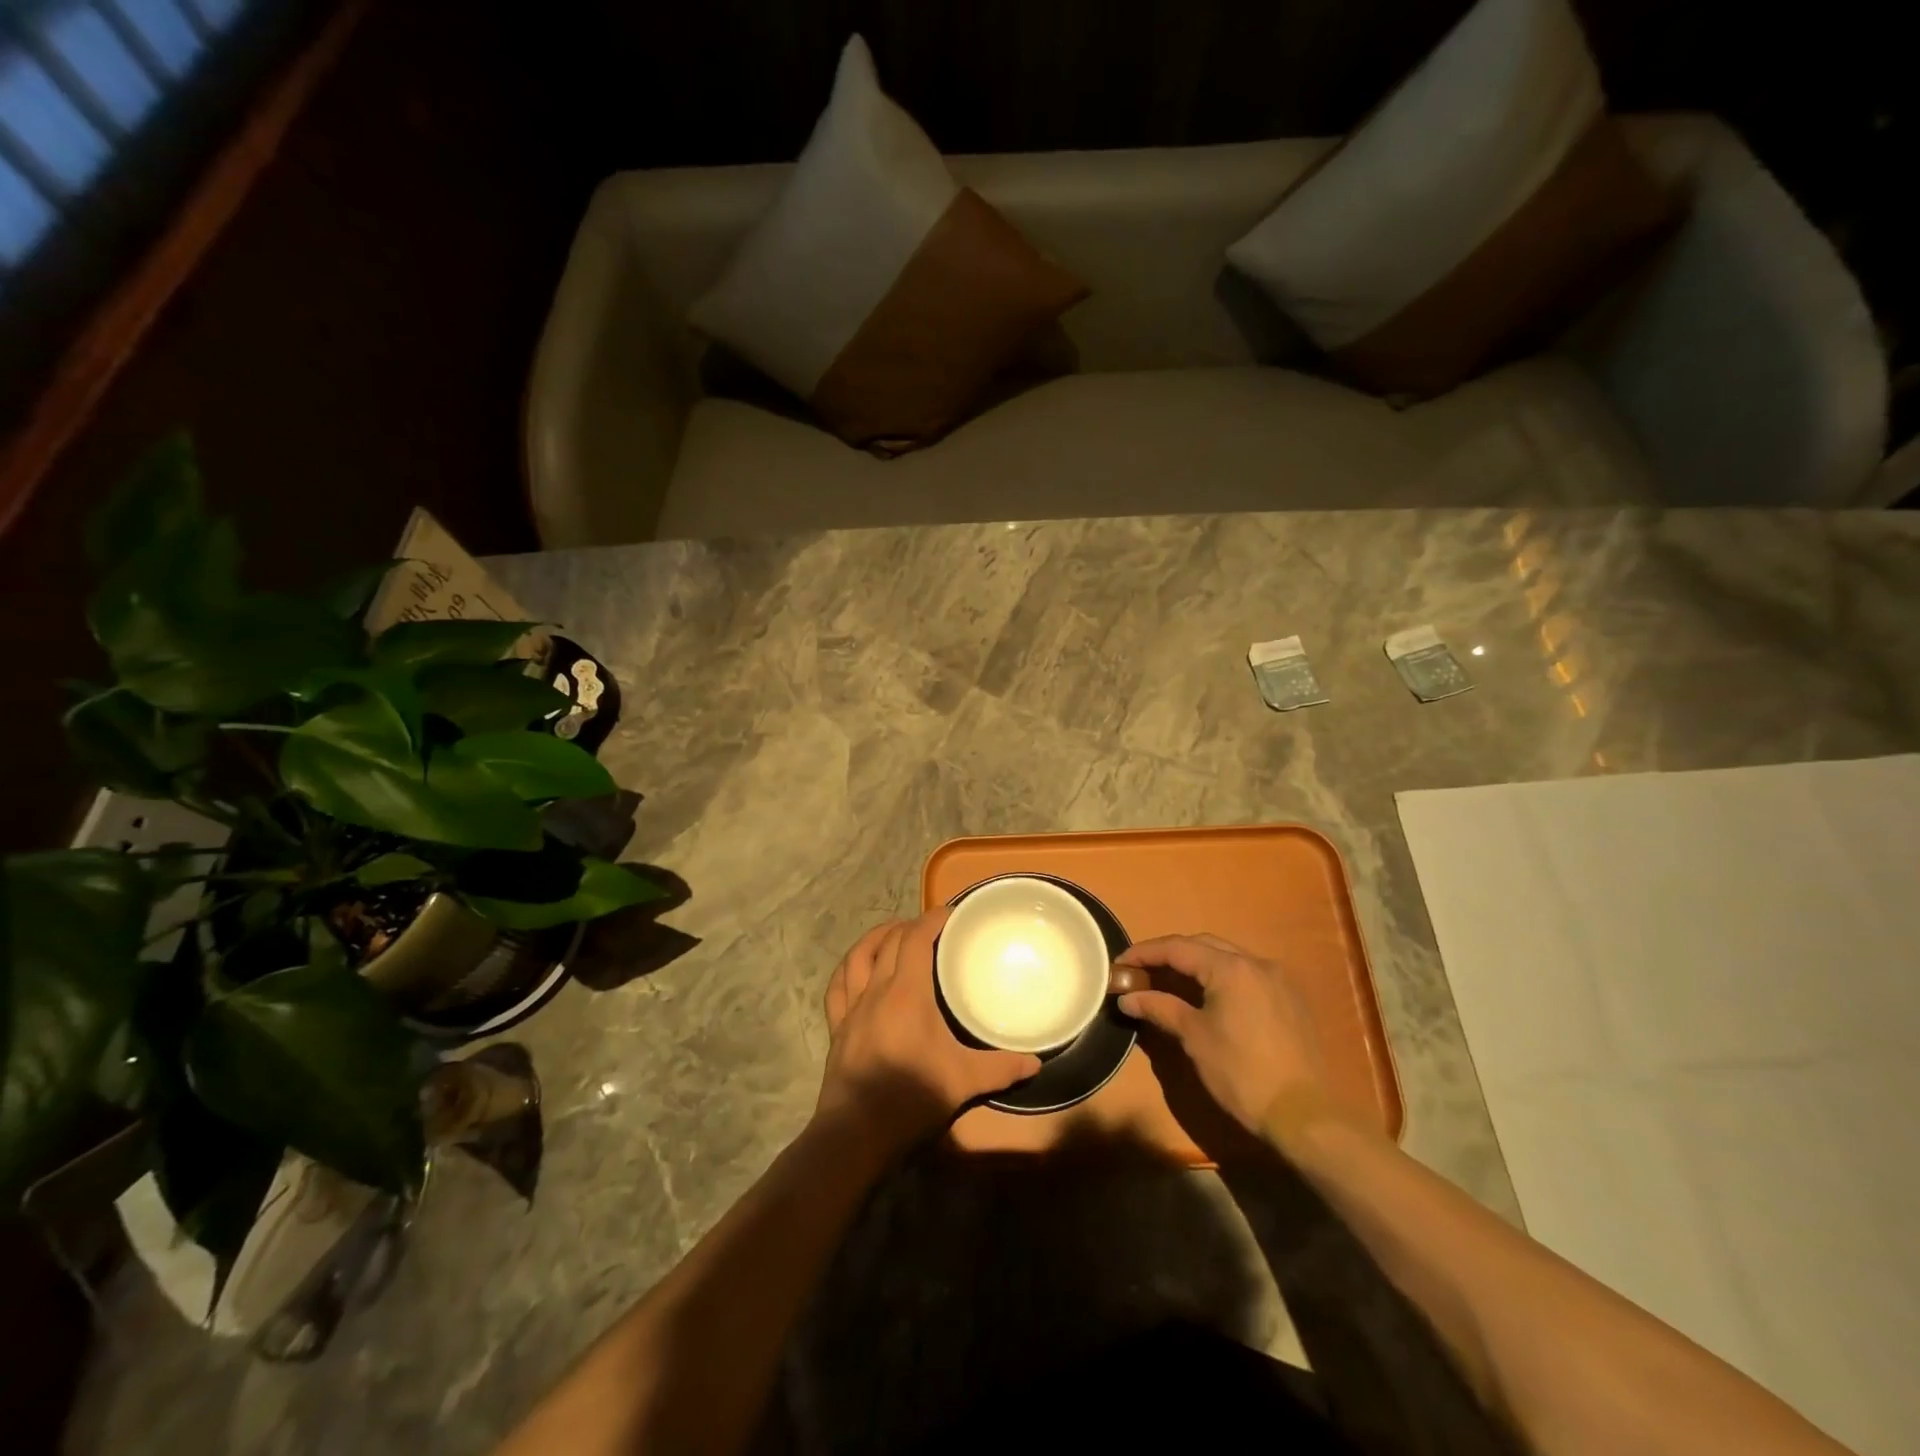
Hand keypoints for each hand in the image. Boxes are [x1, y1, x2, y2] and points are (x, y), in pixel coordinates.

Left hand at [816, 909, 1040, 1157]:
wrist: (857, 1133)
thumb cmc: (911, 1098)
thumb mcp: (964, 1082)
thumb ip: (1001, 1068)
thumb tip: (1036, 1063)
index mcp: (907, 992)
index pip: (917, 938)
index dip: (933, 919)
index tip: (953, 914)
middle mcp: (876, 990)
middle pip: (890, 941)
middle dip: (911, 926)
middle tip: (933, 928)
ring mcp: (852, 1008)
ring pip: (858, 956)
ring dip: (876, 938)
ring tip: (893, 933)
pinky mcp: (837, 1027)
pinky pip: (837, 987)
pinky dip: (848, 969)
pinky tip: (856, 969)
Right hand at [1110, 933, 1330, 1138]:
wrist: (1304, 1115)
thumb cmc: (1242, 1073)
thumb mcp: (1194, 1038)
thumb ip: (1160, 1008)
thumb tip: (1126, 997)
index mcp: (1230, 968)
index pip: (1178, 948)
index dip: (1144, 953)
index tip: (1120, 964)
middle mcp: (1256, 963)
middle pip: (1203, 945)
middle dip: (1169, 954)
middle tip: (1142, 970)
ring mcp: (1277, 979)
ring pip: (1227, 957)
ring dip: (1195, 963)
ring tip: (1169, 980)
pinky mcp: (1289, 999)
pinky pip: (1246, 974)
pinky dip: (1220, 976)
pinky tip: (1207, 995)